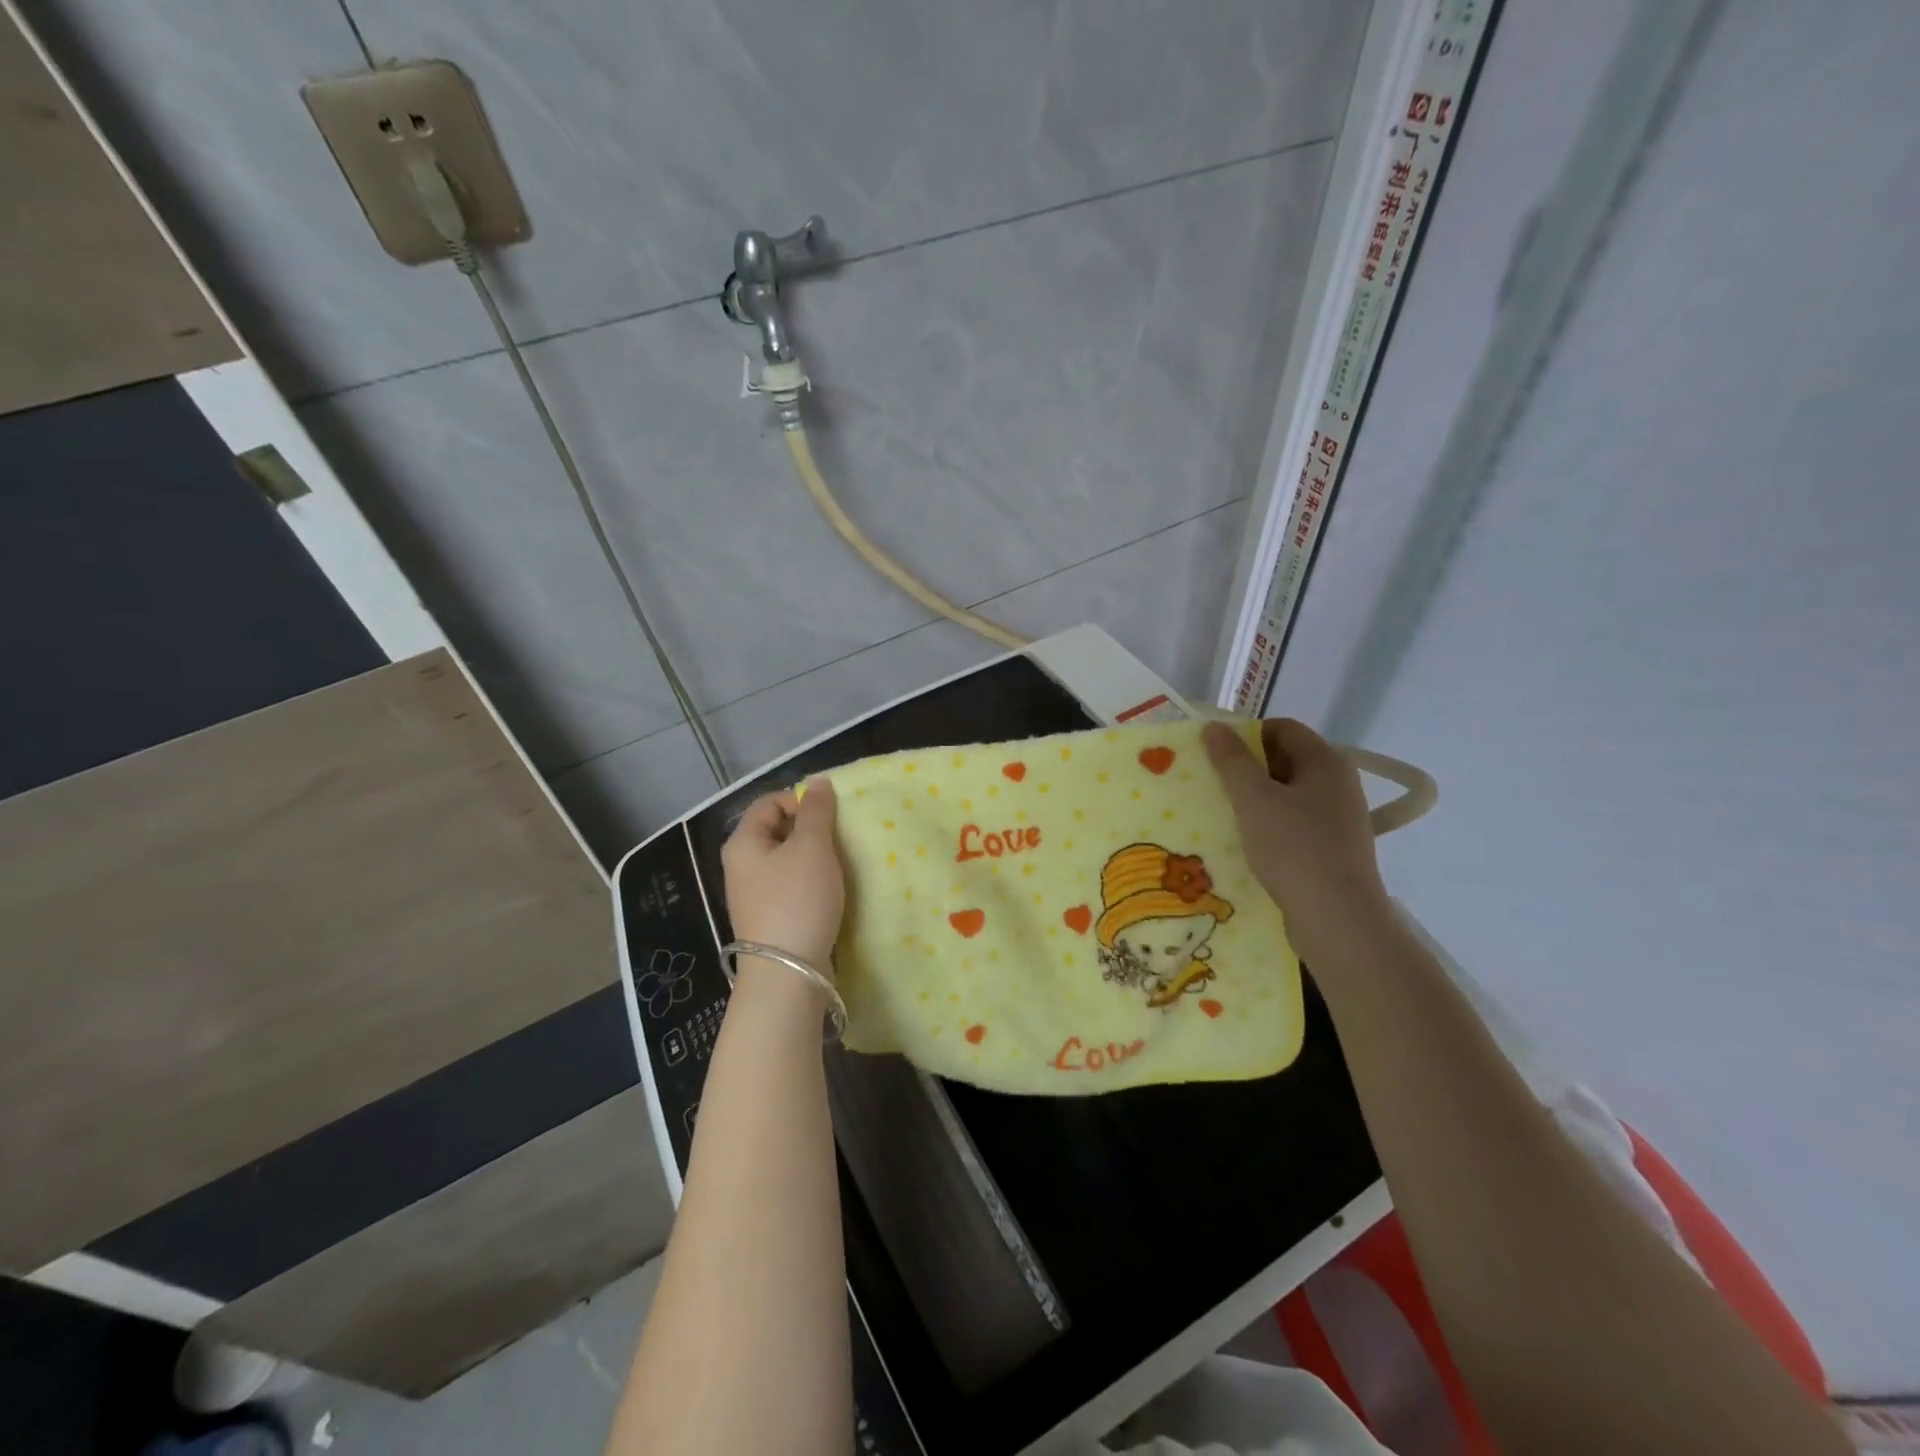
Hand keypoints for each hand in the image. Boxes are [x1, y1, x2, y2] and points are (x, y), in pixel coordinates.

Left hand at [721, 779, 844, 971]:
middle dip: (810, 828)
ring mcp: (755, 894)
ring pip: (787, 859)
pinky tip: (831, 889)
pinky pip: (792, 885)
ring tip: (840, 862)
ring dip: (814, 856)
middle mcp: (741, 866)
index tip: (830, 814)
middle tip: (839, 837)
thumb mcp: (812, 848)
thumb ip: (816, 811)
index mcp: (743, 843)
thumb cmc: (798, 900)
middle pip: (777, 830)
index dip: (799, 800)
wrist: (788, 973)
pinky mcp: (771, 917)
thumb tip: (817, 782)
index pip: (769, 802)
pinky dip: (811, 880)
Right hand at [1203, 719, 1391, 966]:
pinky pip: (1295, 822)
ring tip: (1224, 814)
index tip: (1215, 755)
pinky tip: (1247, 842)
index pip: (1283, 728)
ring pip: (1288, 793)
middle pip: (1286, 759)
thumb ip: (1232, 761)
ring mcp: (1340, 817)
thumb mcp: (1254, 800)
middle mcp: (1339, 783)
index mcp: (1326, 761)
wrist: (1337, 919)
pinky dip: (1270, 824)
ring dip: (1256, 799)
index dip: (1246, 734)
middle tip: (1213, 783)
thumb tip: (1214, 727)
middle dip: (1248, 768)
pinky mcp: (1334, 848)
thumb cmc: (1294, 849)